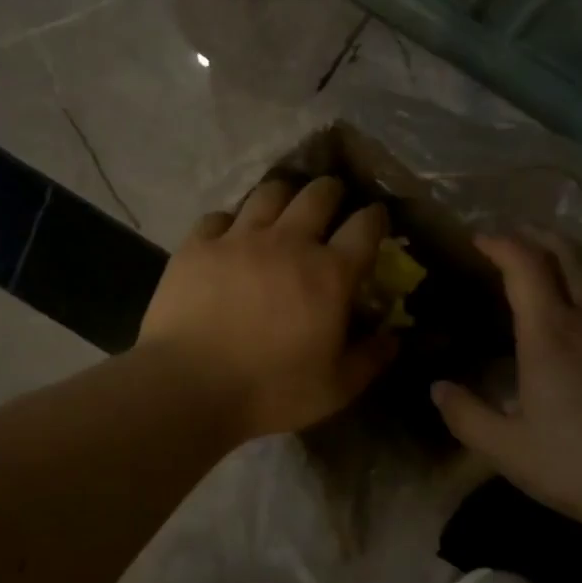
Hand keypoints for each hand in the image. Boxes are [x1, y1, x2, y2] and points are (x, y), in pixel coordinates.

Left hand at [138, 176, 396, 441]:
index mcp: (329, 274)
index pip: (365, 227)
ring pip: (270, 193)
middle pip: (319, 194)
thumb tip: (393, 337)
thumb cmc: (270, 390)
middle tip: (332, 203)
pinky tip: (230, 237)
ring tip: (283, 209)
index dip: (376, 217)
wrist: (188, 387)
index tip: (377, 219)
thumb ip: (370, 359)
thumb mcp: (335, 388)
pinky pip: (219, 216)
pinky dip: (231, 222)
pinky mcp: (198, 245)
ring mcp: (239, 238)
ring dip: (284, 196)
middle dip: (333, 192)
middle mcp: (289, 242)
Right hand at [431, 232, 581, 531]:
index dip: (501, 244)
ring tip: (548, 267)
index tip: (480, 240)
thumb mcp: (509, 451)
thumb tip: (438, 388)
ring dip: (568, 259)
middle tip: (515, 236)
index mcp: (551, 333)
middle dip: (537, 236)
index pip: (525, 265)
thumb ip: (466, 416)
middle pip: (567, 255)